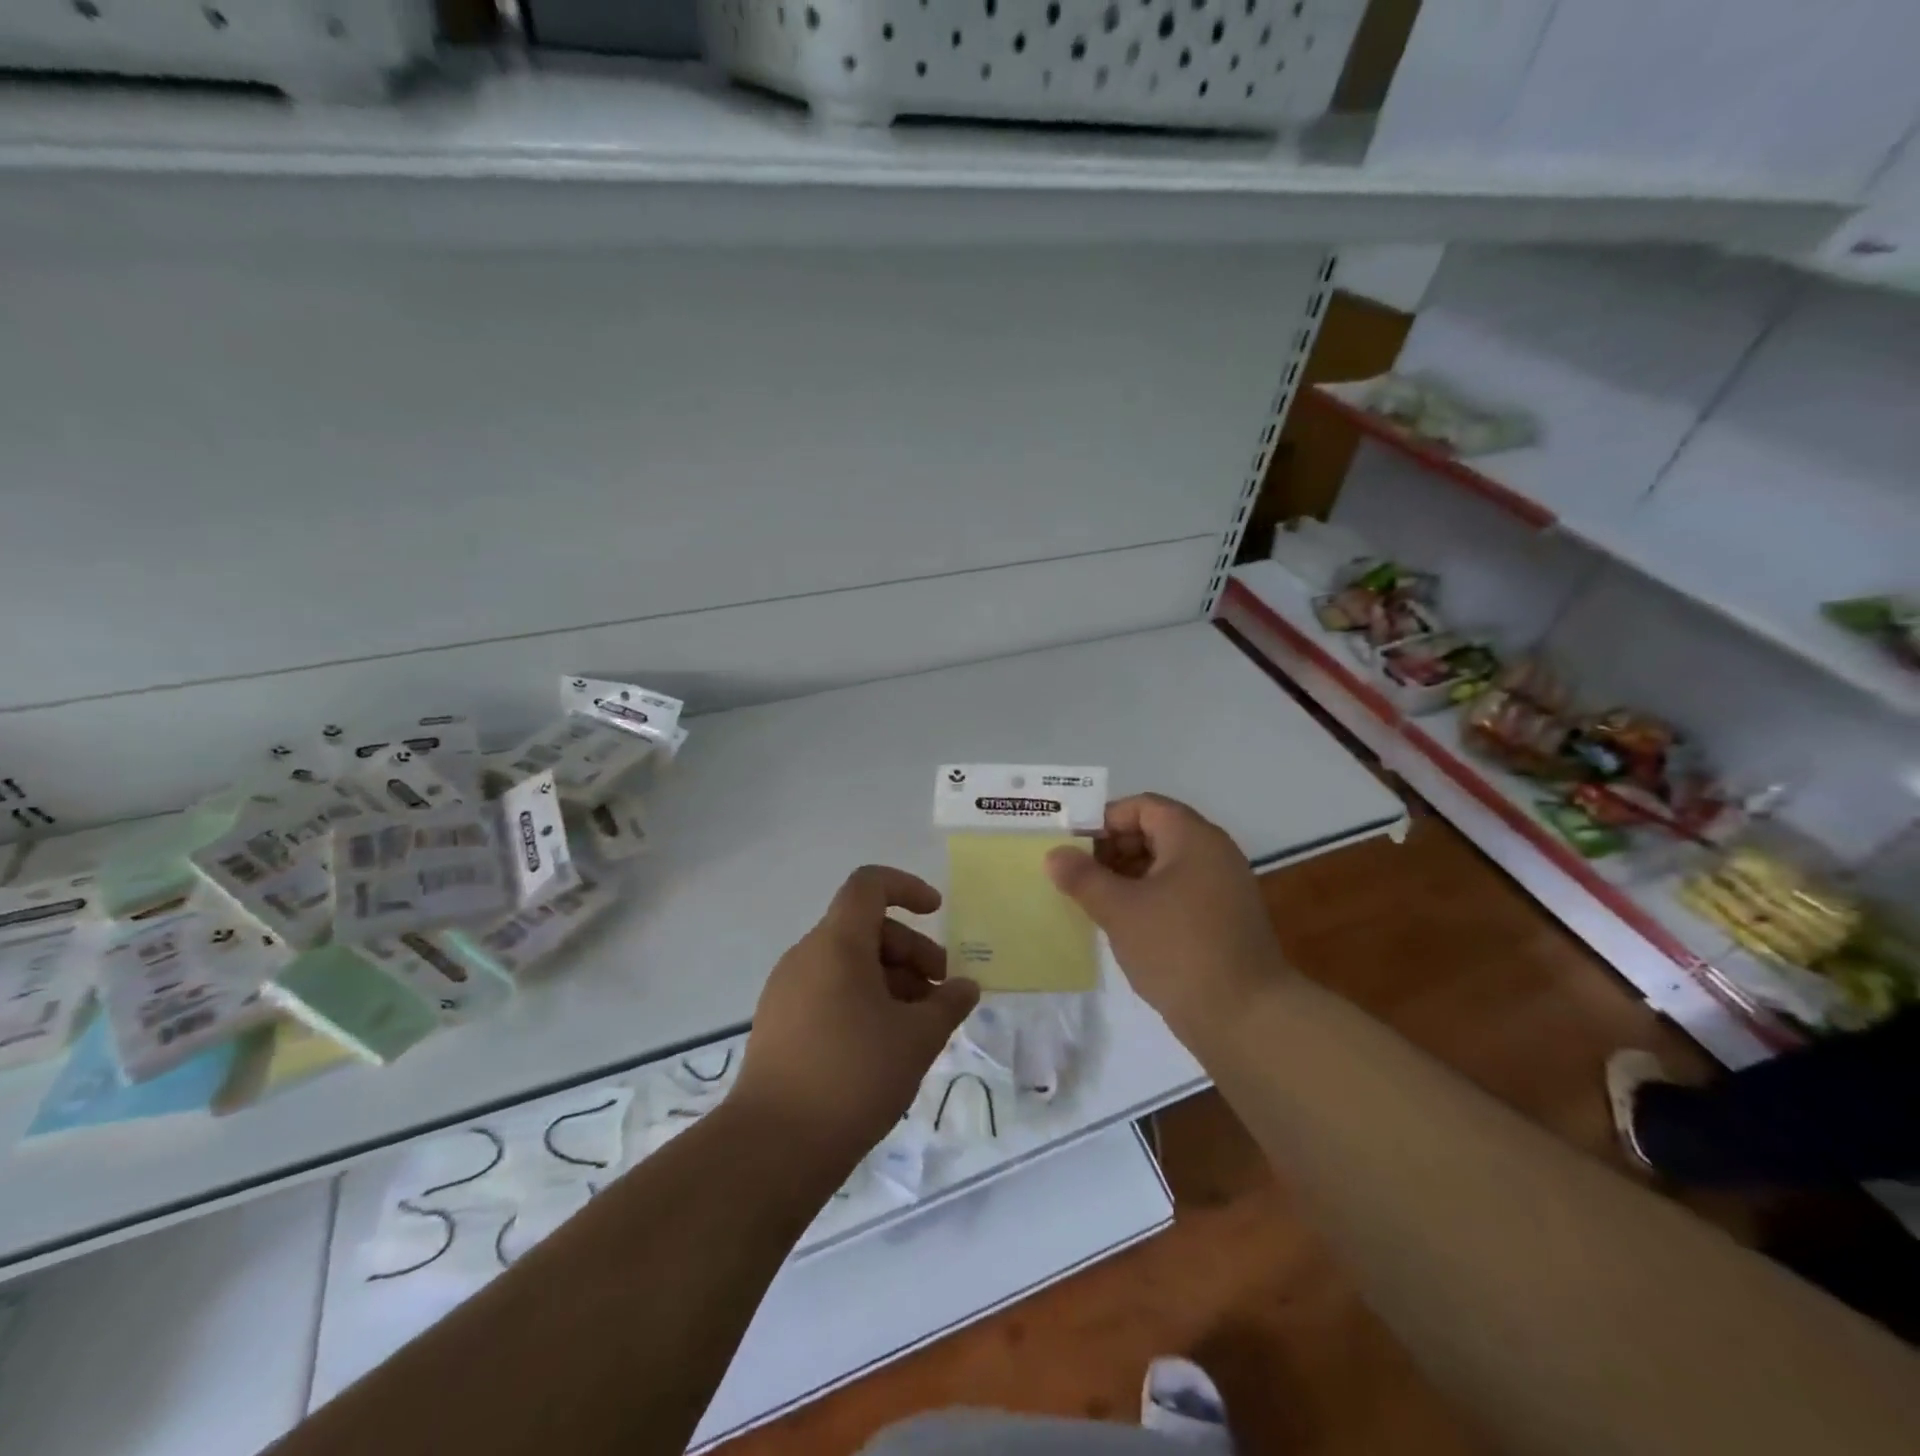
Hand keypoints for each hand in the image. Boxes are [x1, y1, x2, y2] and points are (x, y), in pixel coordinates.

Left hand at [729, 866, 978, 1171]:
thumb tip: (965, 987)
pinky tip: (884, 1044)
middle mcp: (806, 956)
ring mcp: (787, 990)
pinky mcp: (779, 1024)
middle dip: (910, 950)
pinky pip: (828, 990)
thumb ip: (948, 1003)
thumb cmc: (853, 1076)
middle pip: (865, 928)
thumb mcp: (917, 1038)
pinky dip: (863, 1000)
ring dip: (890, 979)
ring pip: (848, 963)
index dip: (907, 887)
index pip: (869, 885)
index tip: (937, 913)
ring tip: (918, 1025)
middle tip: (940, 991)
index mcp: (837, 944)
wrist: (773, 1146)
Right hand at [1045, 793, 1285, 1038]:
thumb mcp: (1119, 910)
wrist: (1246, 1017)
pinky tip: (1125, 924)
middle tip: (1078, 875)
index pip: (1143, 806)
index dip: (1104, 820)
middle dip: (1113, 848)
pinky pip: (1180, 891)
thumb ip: (1083, 877)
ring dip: (1128, 876)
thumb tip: (1055, 854)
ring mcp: (1223, 887)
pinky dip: (1149, 897)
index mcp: (1193, 837)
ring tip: (1094, 901)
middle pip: (1155, 831)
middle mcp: (1213, 853)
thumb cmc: (1178, 949)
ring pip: (1166, 864)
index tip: (1073, 847)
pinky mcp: (1225, 918)